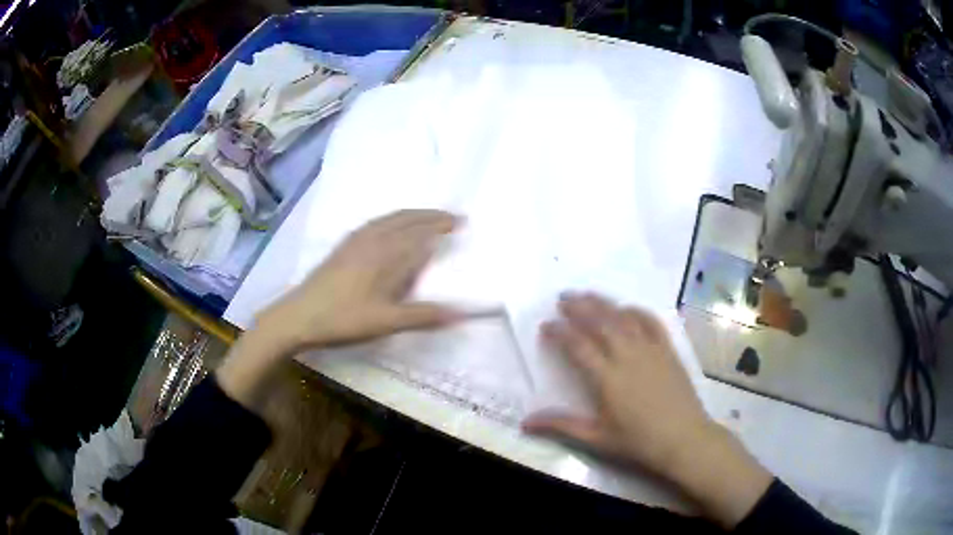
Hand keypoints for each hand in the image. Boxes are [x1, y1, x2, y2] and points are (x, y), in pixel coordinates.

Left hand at [218, 210, 462, 408]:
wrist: (297, 316)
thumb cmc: (343, 319)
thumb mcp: (386, 322)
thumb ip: (423, 316)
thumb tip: (462, 313)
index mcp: (385, 255)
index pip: (420, 233)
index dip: (441, 226)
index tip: (461, 221)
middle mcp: (372, 240)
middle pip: (406, 220)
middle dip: (430, 216)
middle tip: (450, 217)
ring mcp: (354, 241)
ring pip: (388, 219)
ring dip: (411, 215)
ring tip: (425, 218)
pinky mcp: (342, 247)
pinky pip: (373, 224)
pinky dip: (390, 219)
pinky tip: (387, 227)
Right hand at [523, 292, 710, 472]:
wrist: (683, 438)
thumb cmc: (638, 441)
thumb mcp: (596, 438)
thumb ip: (561, 426)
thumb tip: (525, 423)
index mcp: (607, 378)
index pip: (578, 345)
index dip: (560, 332)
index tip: (546, 325)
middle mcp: (628, 356)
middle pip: (600, 322)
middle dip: (579, 307)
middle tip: (563, 298)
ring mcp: (651, 349)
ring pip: (624, 317)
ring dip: (604, 303)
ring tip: (587, 295)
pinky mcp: (668, 350)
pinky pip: (651, 322)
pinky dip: (637, 311)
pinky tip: (627, 308)